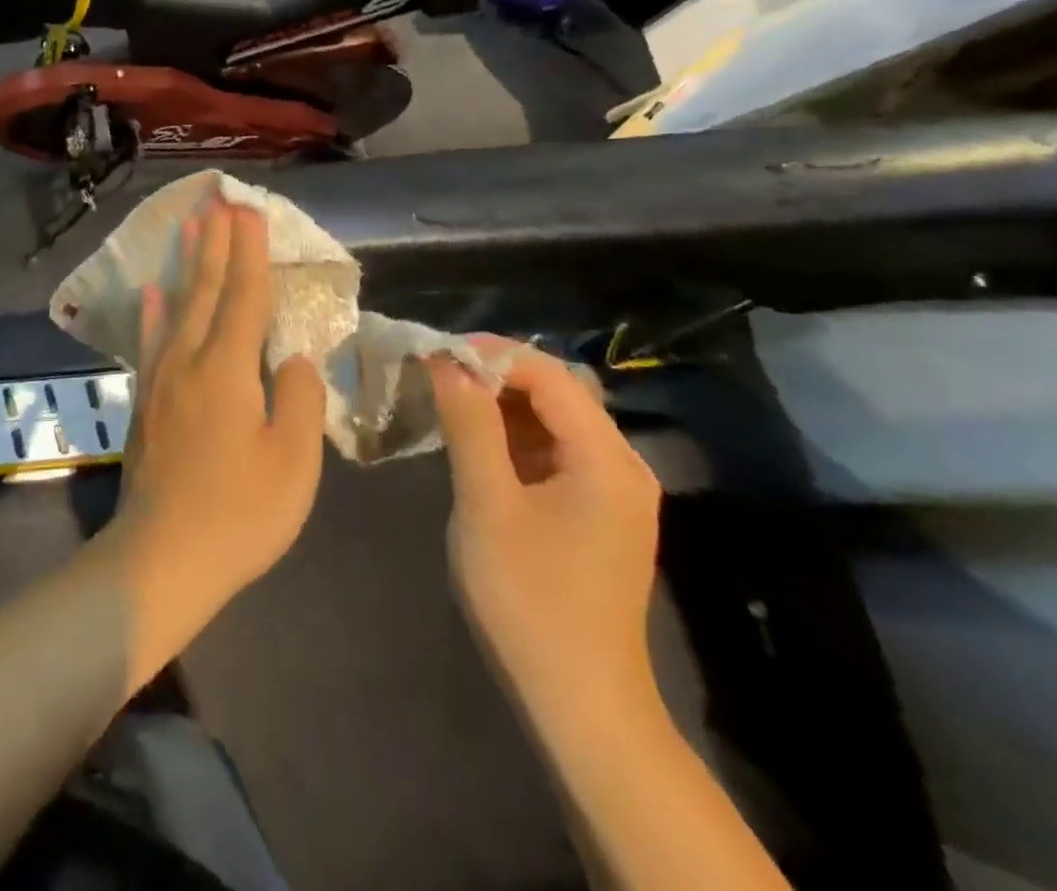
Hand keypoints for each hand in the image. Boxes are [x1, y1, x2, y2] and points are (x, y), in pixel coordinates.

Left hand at [107, 196, 327, 670]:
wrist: (162, 557)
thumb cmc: (239, 514)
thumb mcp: (294, 463)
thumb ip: (299, 400)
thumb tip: (295, 358)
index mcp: (228, 370)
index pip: (244, 297)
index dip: (249, 253)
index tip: (249, 212)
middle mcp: (189, 361)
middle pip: (205, 290)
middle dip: (215, 244)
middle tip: (218, 201)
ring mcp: (161, 379)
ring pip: (176, 306)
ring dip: (186, 264)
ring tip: (188, 226)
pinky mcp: (145, 401)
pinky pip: (151, 340)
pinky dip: (153, 311)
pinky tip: (152, 291)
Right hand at [426, 338, 661, 726]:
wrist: (580, 701)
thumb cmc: (529, 598)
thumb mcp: (487, 504)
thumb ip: (469, 425)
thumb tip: (447, 363)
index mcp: (607, 459)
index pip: (549, 375)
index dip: (491, 354)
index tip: (435, 354)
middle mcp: (622, 465)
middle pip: (557, 392)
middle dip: (494, 375)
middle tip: (435, 375)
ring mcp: (613, 491)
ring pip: (554, 420)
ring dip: (501, 404)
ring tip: (446, 402)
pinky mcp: (596, 512)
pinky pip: (554, 452)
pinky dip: (513, 437)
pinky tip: (476, 445)